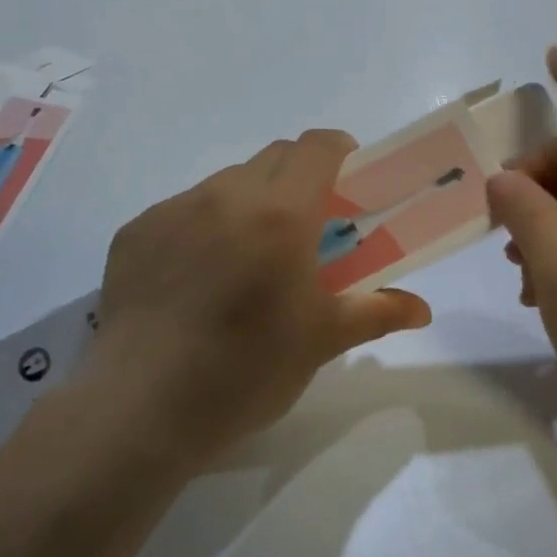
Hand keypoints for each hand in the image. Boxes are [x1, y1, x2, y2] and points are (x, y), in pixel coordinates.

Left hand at [81, 130, 431, 468]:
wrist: (140, 410)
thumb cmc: (246, 372)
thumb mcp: (321, 342)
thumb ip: (377, 312)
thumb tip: (422, 309)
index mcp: (280, 214)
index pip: (316, 147)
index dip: (340, 152)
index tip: (350, 183)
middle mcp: (224, 196)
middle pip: (274, 157)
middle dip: (300, 178)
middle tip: (308, 228)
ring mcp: (172, 210)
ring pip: (226, 183)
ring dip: (250, 202)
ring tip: (248, 259)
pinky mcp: (134, 232)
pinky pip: (182, 210)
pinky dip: (204, 227)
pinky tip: (197, 280)